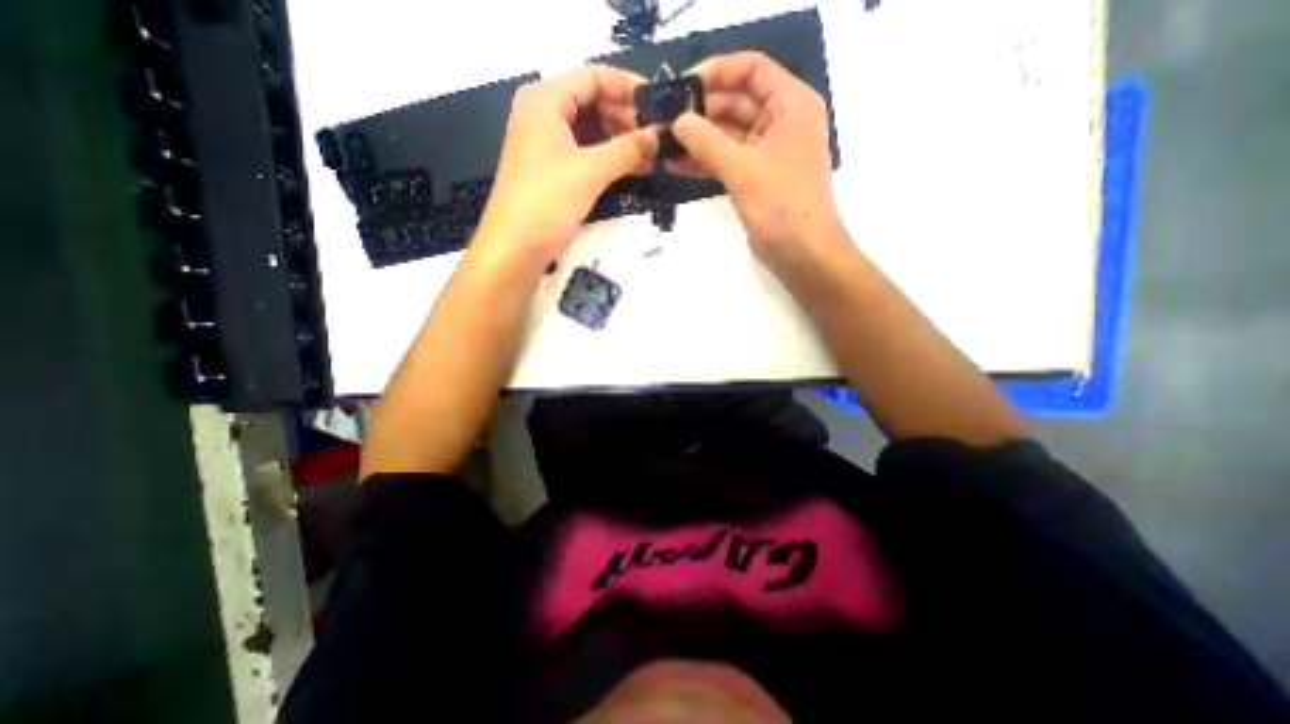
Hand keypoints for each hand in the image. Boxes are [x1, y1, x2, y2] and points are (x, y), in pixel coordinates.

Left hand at [471, 66, 660, 270]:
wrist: (515, 247)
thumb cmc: (546, 202)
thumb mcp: (589, 172)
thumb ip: (627, 150)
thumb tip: (660, 136)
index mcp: (545, 100)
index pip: (593, 77)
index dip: (628, 88)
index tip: (659, 108)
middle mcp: (544, 114)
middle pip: (593, 101)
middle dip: (626, 118)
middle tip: (656, 139)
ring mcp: (547, 143)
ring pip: (591, 129)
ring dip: (620, 140)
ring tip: (650, 157)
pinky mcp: (553, 169)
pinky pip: (586, 152)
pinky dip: (608, 158)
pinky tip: (632, 169)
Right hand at [670, 52, 842, 270]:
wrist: (801, 252)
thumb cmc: (781, 204)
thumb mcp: (742, 168)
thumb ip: (707, 141)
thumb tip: (677, 121)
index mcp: (791, 104)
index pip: (752, 69)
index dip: (717, 72)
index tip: (682, 86)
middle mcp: (781, 122)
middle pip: (736, 102)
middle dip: (701, 111)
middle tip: (665, 119)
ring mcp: (766, 152)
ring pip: (728, 134)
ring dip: (698, 138)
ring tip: (663, 142)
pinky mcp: (755, 177)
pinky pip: (726, 159)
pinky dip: (704, 161)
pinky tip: (675, 163)